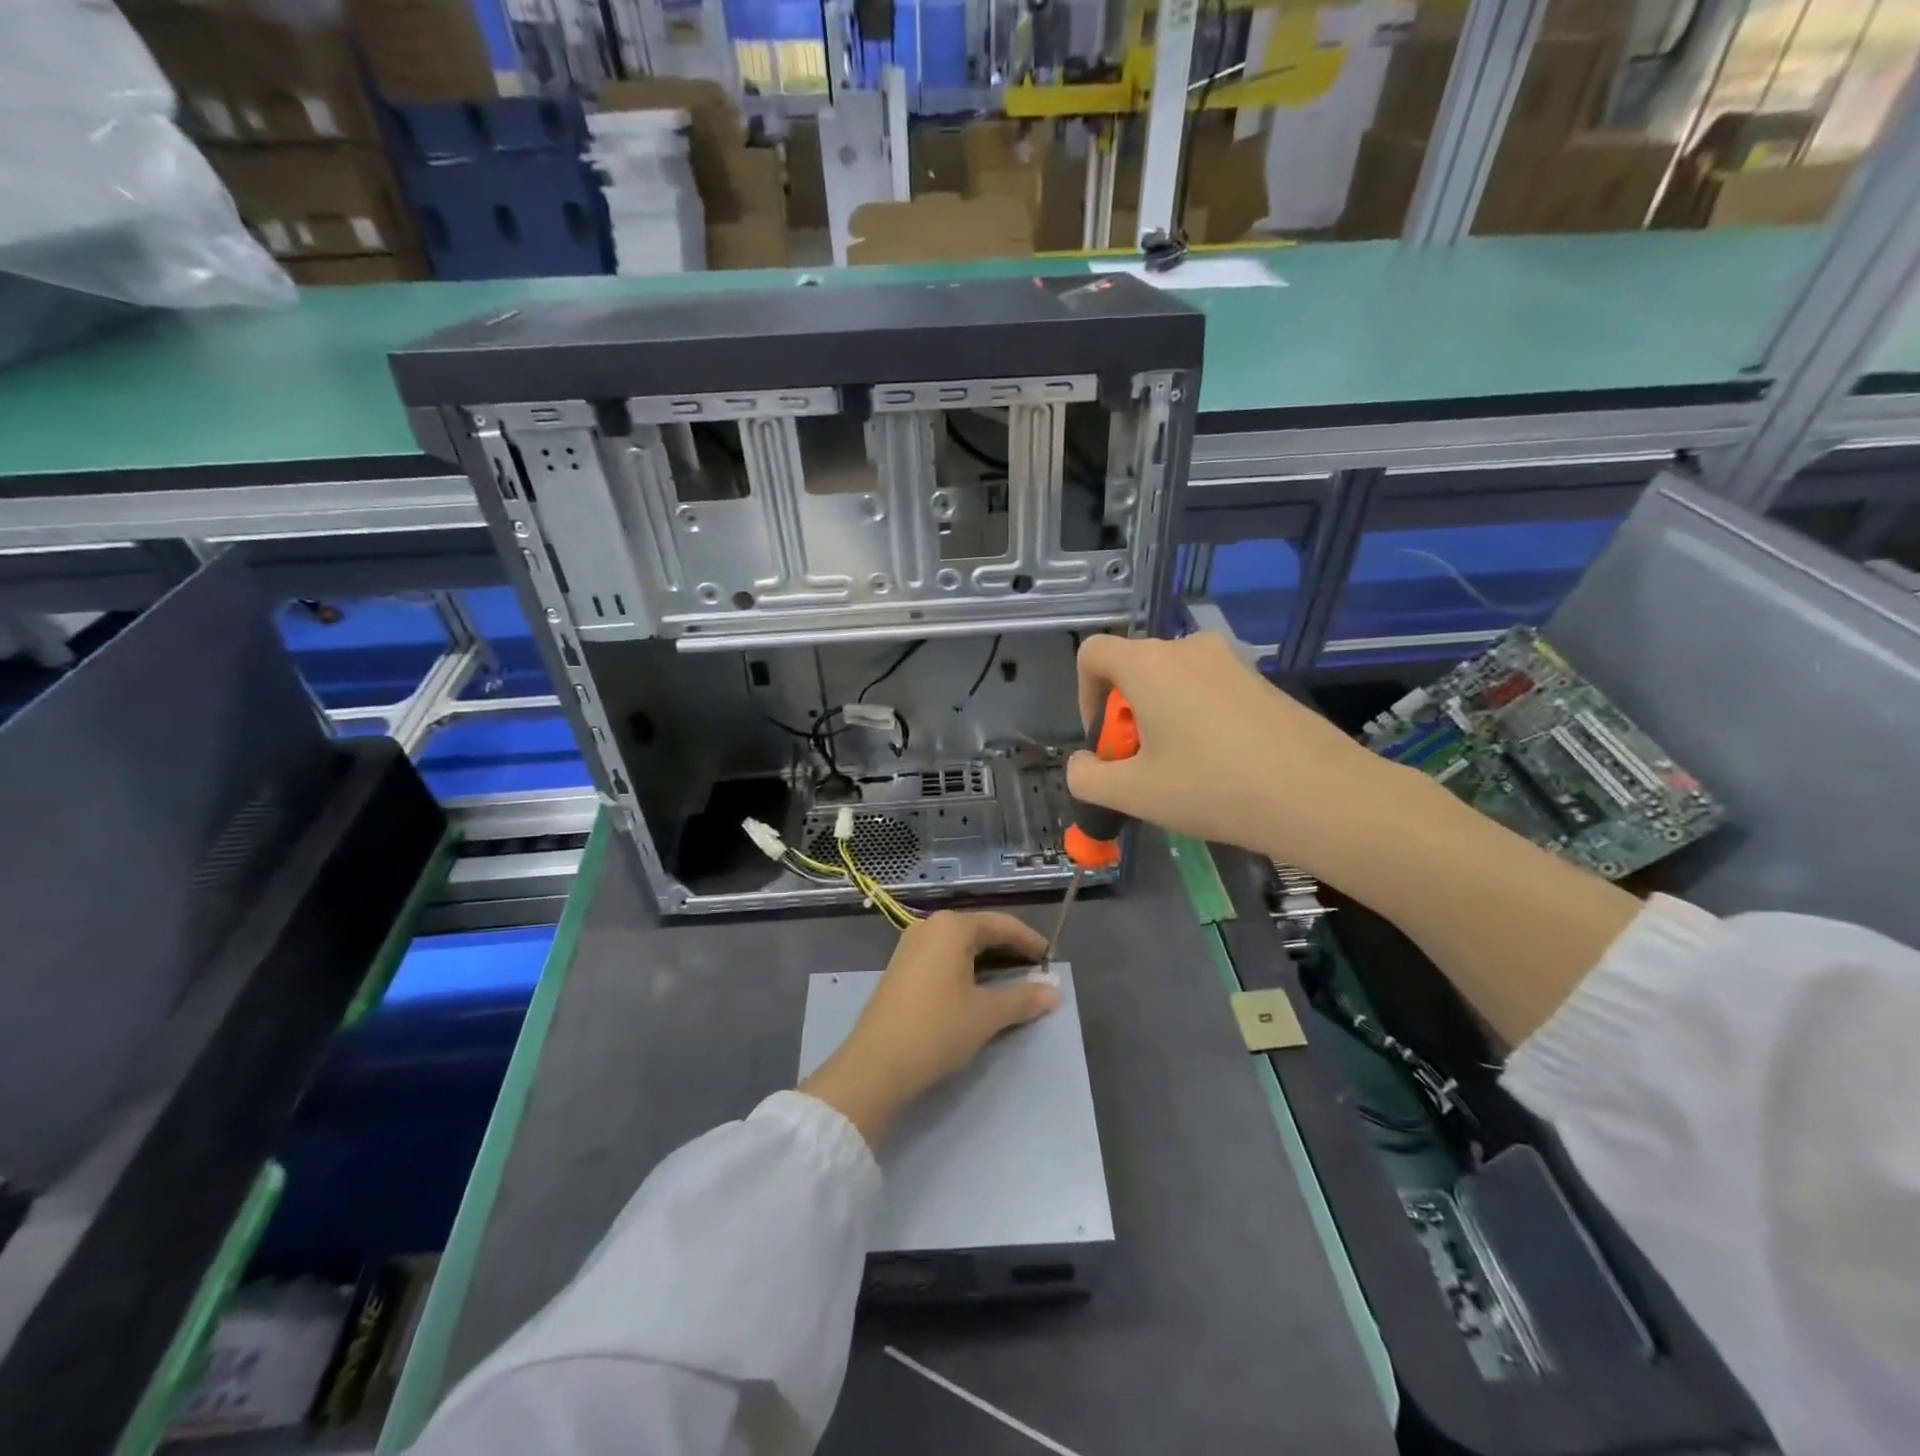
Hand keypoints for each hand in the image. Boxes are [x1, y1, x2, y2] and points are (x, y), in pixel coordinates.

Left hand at [799, 911, 1056, 1145]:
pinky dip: (966, 968)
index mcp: (952, 927)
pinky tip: (978, 989)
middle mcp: (930, 926)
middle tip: (1036, 971)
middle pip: (980, 930)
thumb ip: (1023, 999)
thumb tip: (1055, 992)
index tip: (1051, 958)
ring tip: (1013, 981)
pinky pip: (943, 957)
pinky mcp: (901, 968)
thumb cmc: (936, 1029)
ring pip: (961, 945)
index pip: (1002, 924)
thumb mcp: (986, 1015)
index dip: (1029, 941)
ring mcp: (911, 946)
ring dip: (988, 961)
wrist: (875, 1064)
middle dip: (1010, 950)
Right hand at [1067, 632, 1410, 873]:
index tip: (1103, 740)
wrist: (1318, 795)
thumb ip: (1087, 777)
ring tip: (1179, 769)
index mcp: (1149, 665)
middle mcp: (1187, 649)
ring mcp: (1230, 661)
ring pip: (1172, 681)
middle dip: (1123, 715)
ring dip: (1159, 717)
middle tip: (1140, 765)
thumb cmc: (1212, 788)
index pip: (1093, 653)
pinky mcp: (1260, 680)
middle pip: (1133, 668)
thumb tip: (1082, 764)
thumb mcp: (1133, 794)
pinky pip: (1208, 690)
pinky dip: (1195, 718)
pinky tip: (1218, 765)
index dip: (1083, 695)